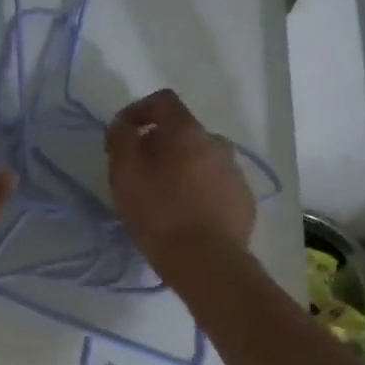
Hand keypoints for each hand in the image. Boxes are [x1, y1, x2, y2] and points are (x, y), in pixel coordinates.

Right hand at [106, 89, 255, 276]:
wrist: (208, 262)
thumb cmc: (159, 215)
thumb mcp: (124, 175)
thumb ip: (120, 140)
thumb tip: (122, 124)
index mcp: (187, 132)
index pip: (163, 101)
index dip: (139, 110)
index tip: (123, 132)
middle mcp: (217, 143)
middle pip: (183, 132)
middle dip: (159, 144)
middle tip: (139, 172)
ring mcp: (234, 172)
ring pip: (201, 159)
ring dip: (181, 168)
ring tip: (164, 197)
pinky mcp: (243, 199)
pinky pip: (215, 184)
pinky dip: (199, 190)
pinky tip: (187, 215)